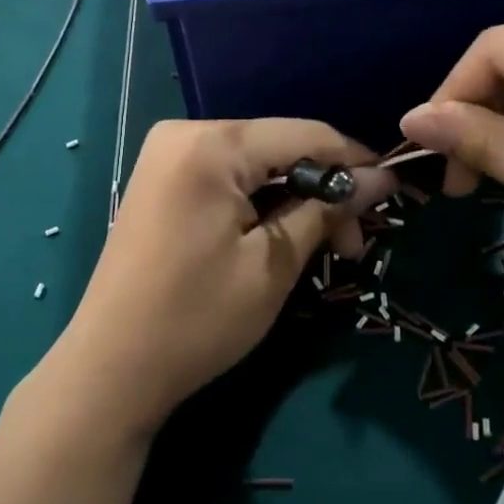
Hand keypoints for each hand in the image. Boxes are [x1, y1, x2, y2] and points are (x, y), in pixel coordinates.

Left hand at [49, 119, 395, 433]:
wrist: (111, 368)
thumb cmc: (197, 318)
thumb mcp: (273, 264)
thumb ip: (327, 209)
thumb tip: (382, 178)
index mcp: (211, 144)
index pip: (305, 134)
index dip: (355, 162)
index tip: (393, 196)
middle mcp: (184, 134)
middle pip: (279, 147)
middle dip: (323, 190)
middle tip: (354, 245)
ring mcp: (166, 157)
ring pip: (256, 165)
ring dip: (295, 201)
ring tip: (325, 250)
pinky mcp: (161, 183)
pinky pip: (227, 179)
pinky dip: (260, 204)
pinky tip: (281, 237)